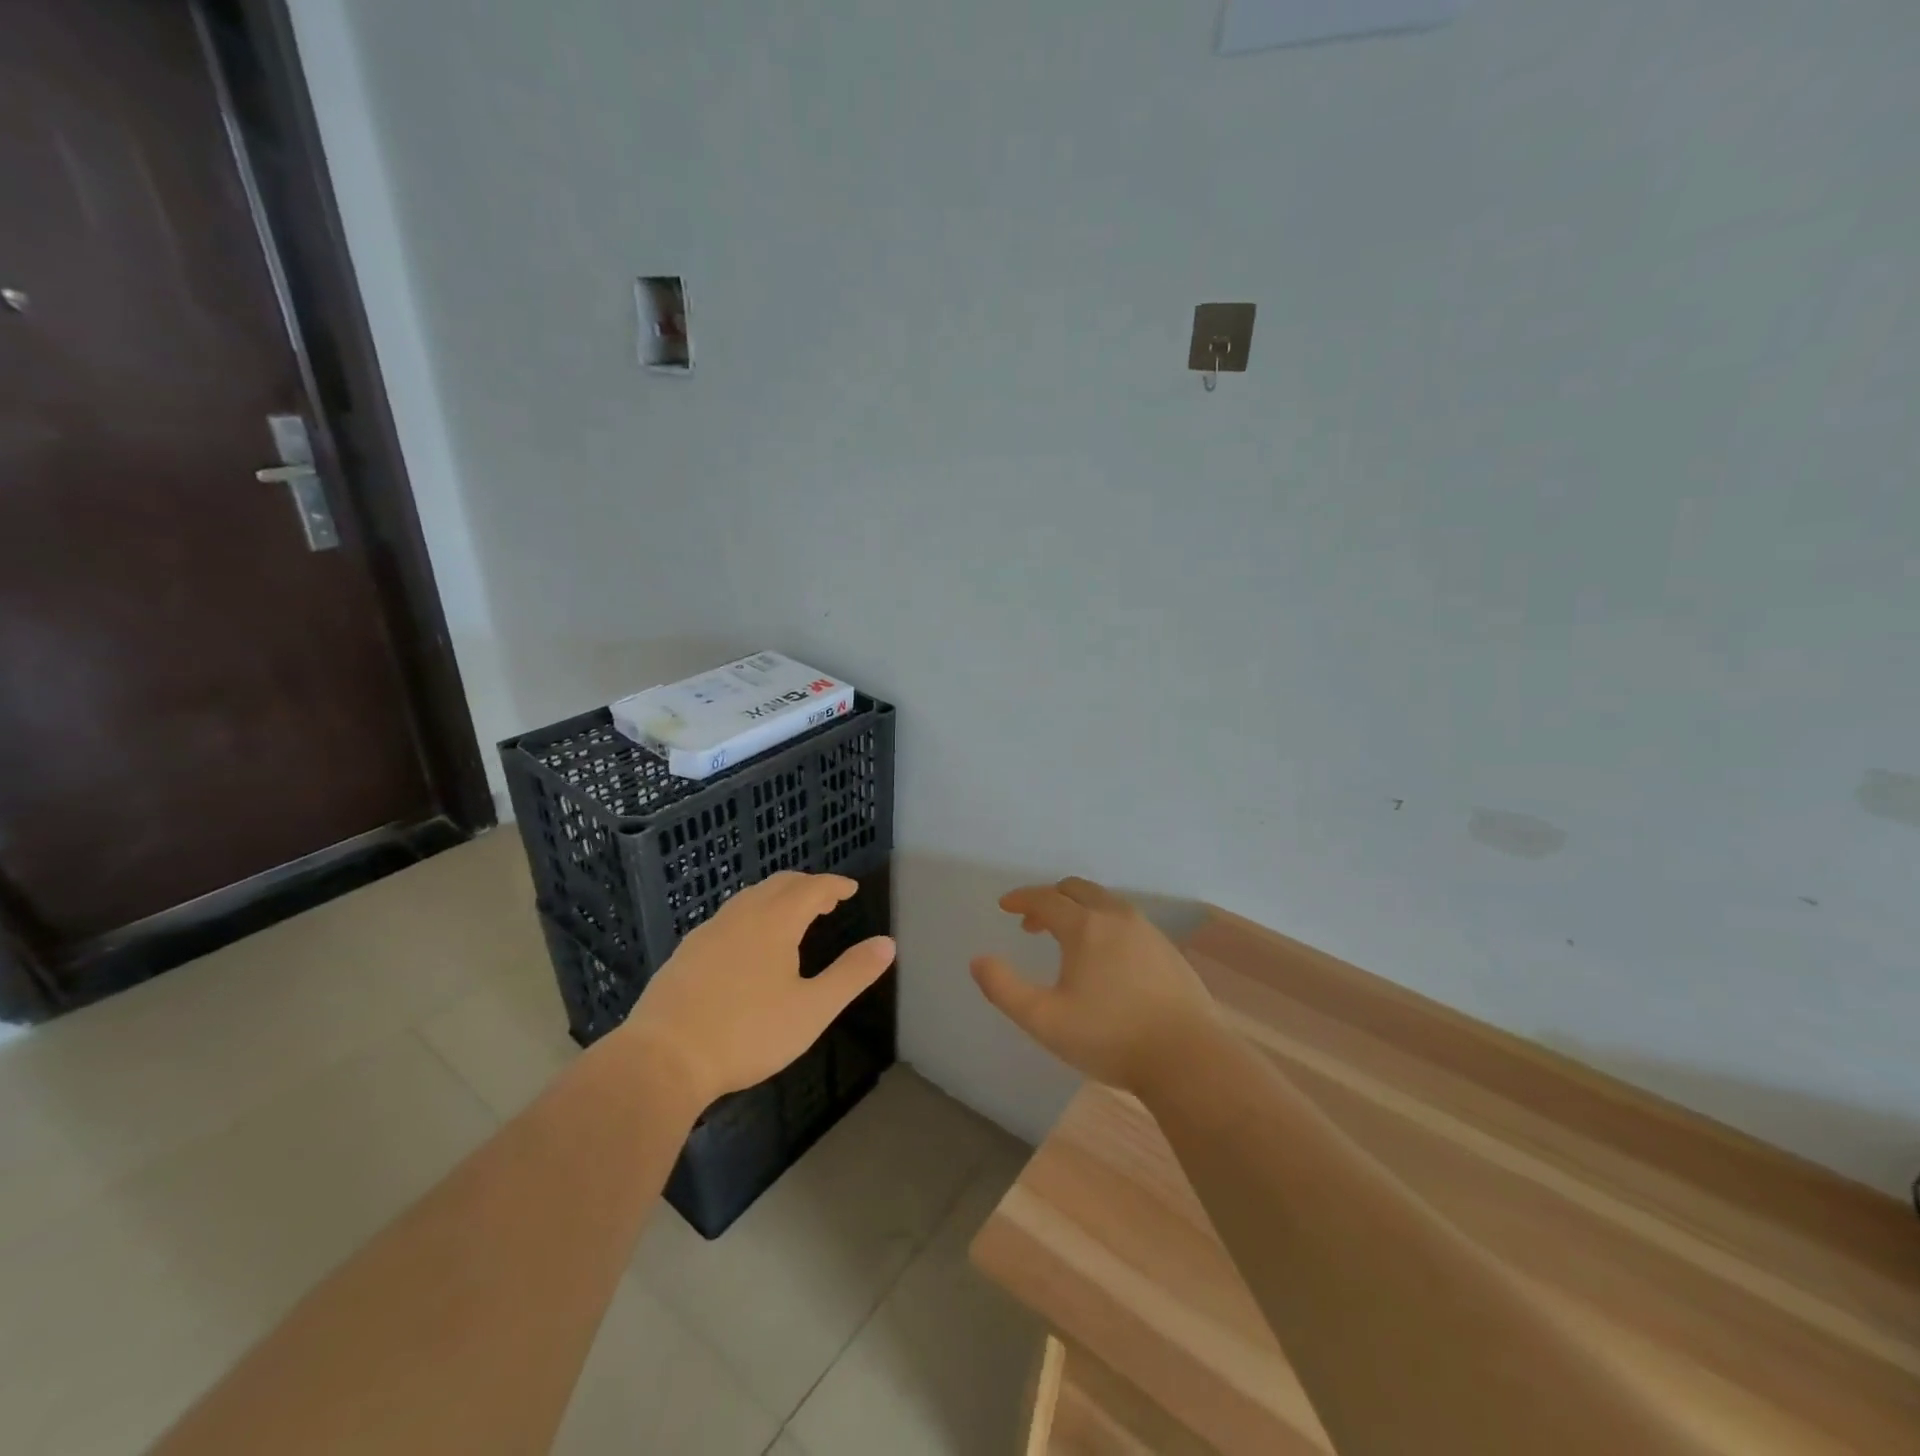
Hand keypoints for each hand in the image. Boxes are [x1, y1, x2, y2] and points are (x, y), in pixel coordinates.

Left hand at [618, 872, 894, 1106]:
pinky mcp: (685, 953)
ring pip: (749, 898)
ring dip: (777, 898)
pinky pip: (728, 918)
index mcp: (775, 921)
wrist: (662, 1059)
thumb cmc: (747, 1033)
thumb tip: (887, 943)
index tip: (850, 889)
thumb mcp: (812, 1010)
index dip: (834, 885)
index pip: (812, 888)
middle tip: (827, 901)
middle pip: (779, 885)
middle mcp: (741, 916)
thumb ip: (852, 974)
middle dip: (807, 887)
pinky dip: (751, 916)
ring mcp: (708, 932)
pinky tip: (748, 945)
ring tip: (792, 918)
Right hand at [970, 877, 1219, 1095]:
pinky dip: (1103, 923)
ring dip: (1078, 909)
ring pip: (1104, 902)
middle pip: (1077, 889)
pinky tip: (1104, 958)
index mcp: (1085, 926)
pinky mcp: (1166, 949)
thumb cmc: (1110, 1037)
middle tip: (1032, 923)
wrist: (1188, 1057)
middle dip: (1049, 899)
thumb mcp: (1044, 1020)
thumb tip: (978, 961)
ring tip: (1066, 941)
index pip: (1045, 898)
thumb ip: (1004, 989)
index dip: (1021, 899)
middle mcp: (1116, 916)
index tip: (1006, 905)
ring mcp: (1146, 930)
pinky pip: (1125, 920)